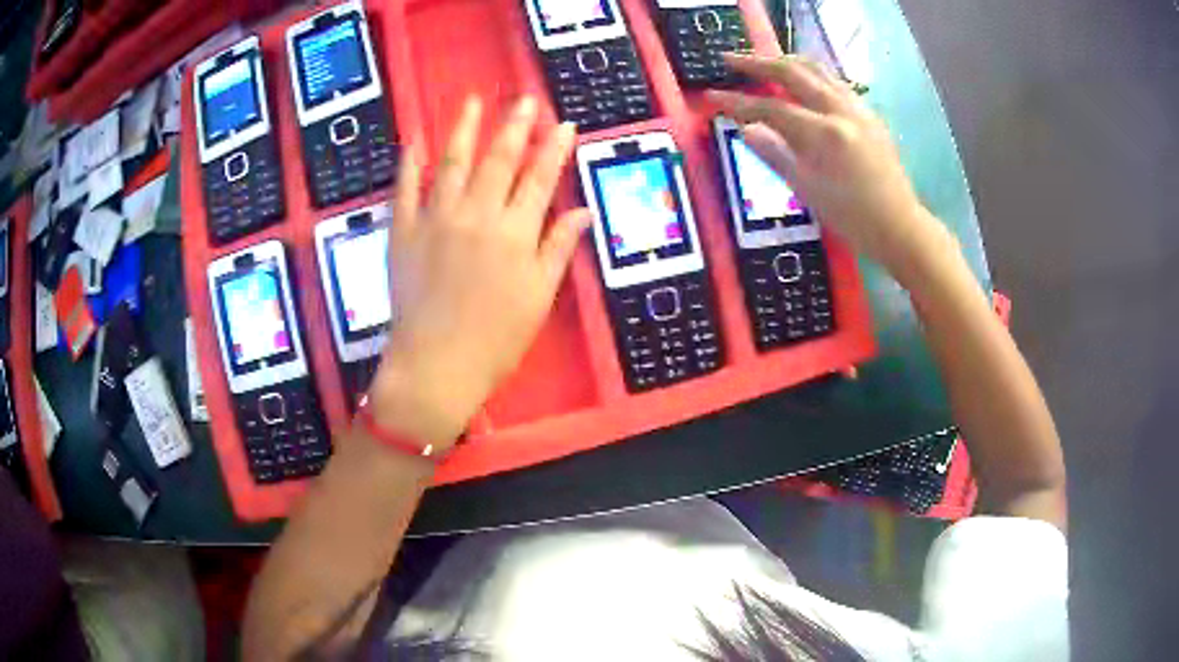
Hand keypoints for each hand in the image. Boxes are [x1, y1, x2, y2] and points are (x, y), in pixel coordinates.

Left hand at [369, 97, 589, 445]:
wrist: (435, 365)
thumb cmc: (496, 339)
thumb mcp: (539, 298)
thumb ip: (558, 249)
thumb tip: (582, 212)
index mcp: (514, 233)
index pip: (540, 179)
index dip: (555, 149)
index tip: (565, 124)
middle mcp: (476, 215)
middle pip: (499, 161)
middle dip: (515, 127)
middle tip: (524, 100)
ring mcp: (435, 219)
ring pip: (452, 163)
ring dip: (464, 130)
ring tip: (473, 102)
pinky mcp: (403, 232)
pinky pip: (405, 189)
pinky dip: (410, 163)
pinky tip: (416, 140)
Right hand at [707, 54, 940, 273]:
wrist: (899, 226)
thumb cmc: (852, 216)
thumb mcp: (807, 190)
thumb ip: (775, 154)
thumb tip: (745, 129)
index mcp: (824, 134)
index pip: (771, 108)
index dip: (738, 102)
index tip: (712, 95)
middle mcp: (841, 111)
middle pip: (793, 73)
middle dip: (757, 63)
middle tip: (730, 59)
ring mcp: (858, 108)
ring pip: (817, 69)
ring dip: (785, 61)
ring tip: (763, 63)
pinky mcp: (868, 113)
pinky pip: (834, 81)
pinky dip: (810, 74)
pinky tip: (802, 81)